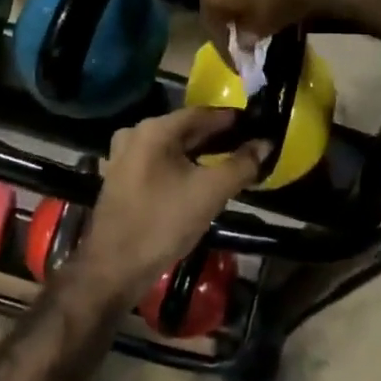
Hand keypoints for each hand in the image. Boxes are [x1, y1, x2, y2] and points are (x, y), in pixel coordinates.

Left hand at [69, 109, 270, 301]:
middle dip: (217, 137)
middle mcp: (135, 133)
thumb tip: (266, 143)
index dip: (232, 120)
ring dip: (199, 153)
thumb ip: (241, 165)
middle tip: (248, 146)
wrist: (114, 268)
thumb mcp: (210, 193)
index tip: (257, 125)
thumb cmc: (163, 223)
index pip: (202, 113)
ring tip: (228, 162)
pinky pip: (158, 162)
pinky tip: (198, 179)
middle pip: (185, 129)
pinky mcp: (120, 177)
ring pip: (171, 146)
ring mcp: (123, 156)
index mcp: (155, 129)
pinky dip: (180, 165)